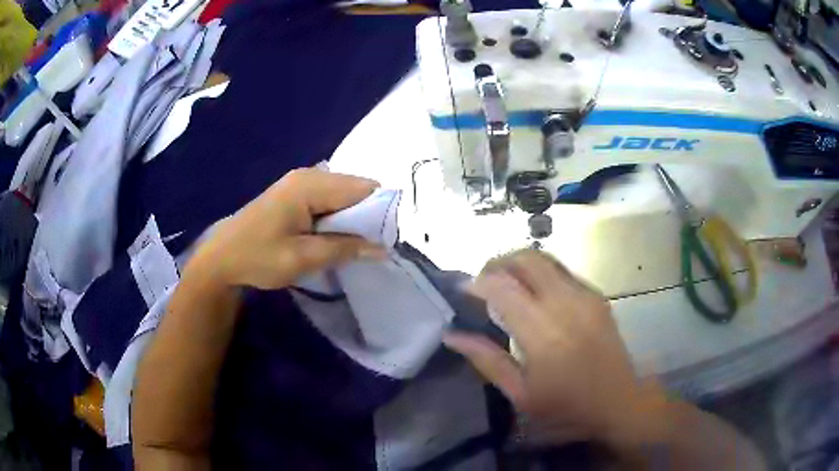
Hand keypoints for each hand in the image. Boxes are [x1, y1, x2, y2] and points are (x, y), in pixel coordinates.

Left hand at [192, 168, 385, 289]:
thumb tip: (383, 249)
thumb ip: (344, 249)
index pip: (363, 189)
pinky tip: (330, 236)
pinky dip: (337, 216)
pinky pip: (329, 199)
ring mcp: (300, 181)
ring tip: (348, 245)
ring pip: (343, 195)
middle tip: (364, 247)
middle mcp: (309, 175)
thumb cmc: (258, 257)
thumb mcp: (302, 258)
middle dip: (366, 216)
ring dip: (351, 218)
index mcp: (310, 185)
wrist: (222, 258)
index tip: (384, 240)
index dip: (379, 212)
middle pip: (355, 188)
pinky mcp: (295, 192)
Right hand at [444, 250, 665, 446]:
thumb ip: (486, 360)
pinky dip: (540, 273)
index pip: (502, 287)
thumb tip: (452, 335)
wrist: (619, 400)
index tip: (462, 290)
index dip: (477, 282)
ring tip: (505, 285)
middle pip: (526, 258)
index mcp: (543, 332)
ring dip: (519, 264)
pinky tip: (534, 295)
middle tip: (483, 282)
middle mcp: (565, 303)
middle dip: (497, 262)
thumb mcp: (520, 393)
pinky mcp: (596, 295)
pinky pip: (561, 270)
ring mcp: (585, 295)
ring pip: (545, 258)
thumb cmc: (566, 406)